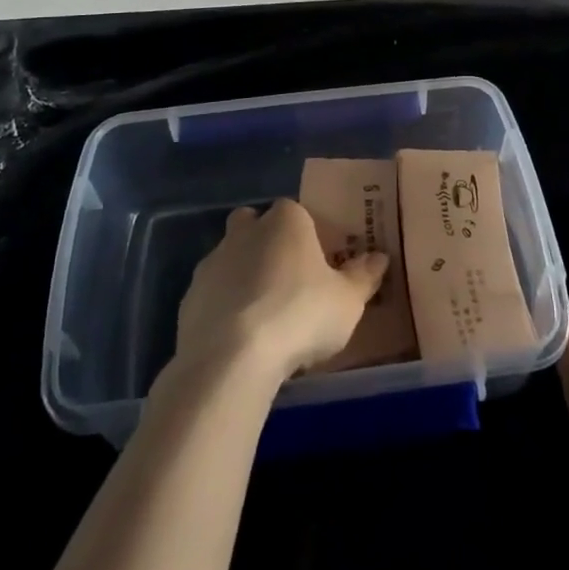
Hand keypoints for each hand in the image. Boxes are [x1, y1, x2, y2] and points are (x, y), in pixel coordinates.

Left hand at [174, 199, 387, 384]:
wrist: (232, 358)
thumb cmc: (300, 315)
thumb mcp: (347, 301)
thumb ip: (363, 277)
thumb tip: (379, 257)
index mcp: (286, 221)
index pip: (296, 211)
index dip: (306, 233)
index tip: (316, 262)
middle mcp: (245, 231)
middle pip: (253, 225)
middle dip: (264, 242)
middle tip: (285, 279)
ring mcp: (212, 262)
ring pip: (229, 258)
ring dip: (242, 277)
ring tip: (263, 317)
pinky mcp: (189, 298)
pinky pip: (211, 295)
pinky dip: (223, 308)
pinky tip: (238, 339)